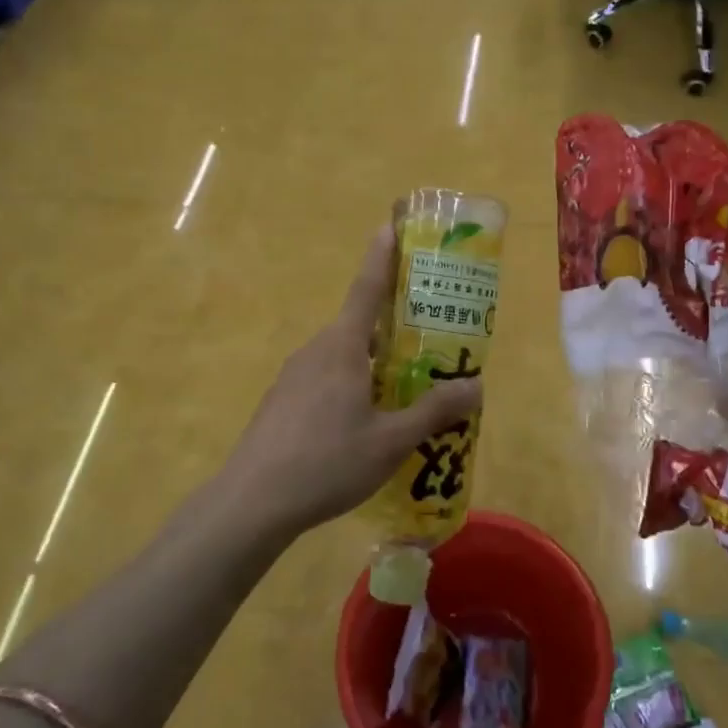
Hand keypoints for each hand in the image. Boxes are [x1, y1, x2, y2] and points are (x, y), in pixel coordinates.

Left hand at [223, 228, 481, 536]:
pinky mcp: (283, 402)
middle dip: (394, 326)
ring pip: (344, 357)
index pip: (367, 288)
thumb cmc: (326, 461)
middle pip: (360, 325)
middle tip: (430, 337)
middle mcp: (316, 350)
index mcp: (342, 346)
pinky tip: (365, 423)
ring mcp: (294, 376)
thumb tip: (476, 384)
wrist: (251, 502)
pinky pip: (326, 380)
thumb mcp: (391, 440)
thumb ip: (433, 411)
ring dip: (374, 363)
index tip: (390, 225)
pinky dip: (352, 385)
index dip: (382, 256)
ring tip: (406, 389)